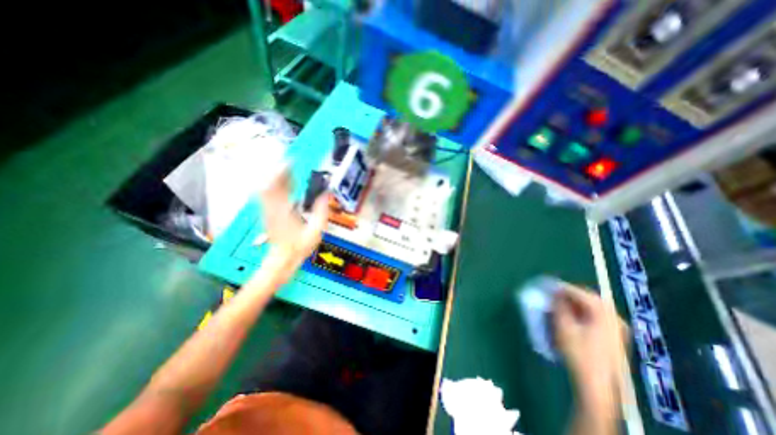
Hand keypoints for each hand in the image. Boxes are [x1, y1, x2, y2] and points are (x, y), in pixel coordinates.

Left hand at [254, 171, 325, 286]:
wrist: (283, 259)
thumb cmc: (300, 247)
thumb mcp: (316, 230)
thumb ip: (321, 211)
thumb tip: (326, 194)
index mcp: (285, 211)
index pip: (281, 185)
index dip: (284, 171)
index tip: (291, 161)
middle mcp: (273, 208)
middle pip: (271, 183)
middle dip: (279, 170)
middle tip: (290, 162)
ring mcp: (267, 211)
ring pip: (266, 187)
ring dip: (275, 176)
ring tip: (286, 169)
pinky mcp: (266, 214)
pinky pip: (266, 195)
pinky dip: (272, 185)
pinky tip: (281, 184)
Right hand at [555, 283, 626, 412]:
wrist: (597, 384)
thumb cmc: (578, 353)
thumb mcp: (564, 327)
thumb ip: (559, 306)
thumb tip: (555, 293)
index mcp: (603, 314)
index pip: (581, 293)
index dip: (563, 287)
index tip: (548, 285)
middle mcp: (615, 318)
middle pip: (591, 298)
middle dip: (571, 294)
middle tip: (555, 293)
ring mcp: (618, 328)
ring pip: (595, 306)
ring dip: (577, 302)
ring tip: (561, 304)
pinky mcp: (616, 337)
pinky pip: (598, 316)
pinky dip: (584, 311)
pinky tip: (574, 316)